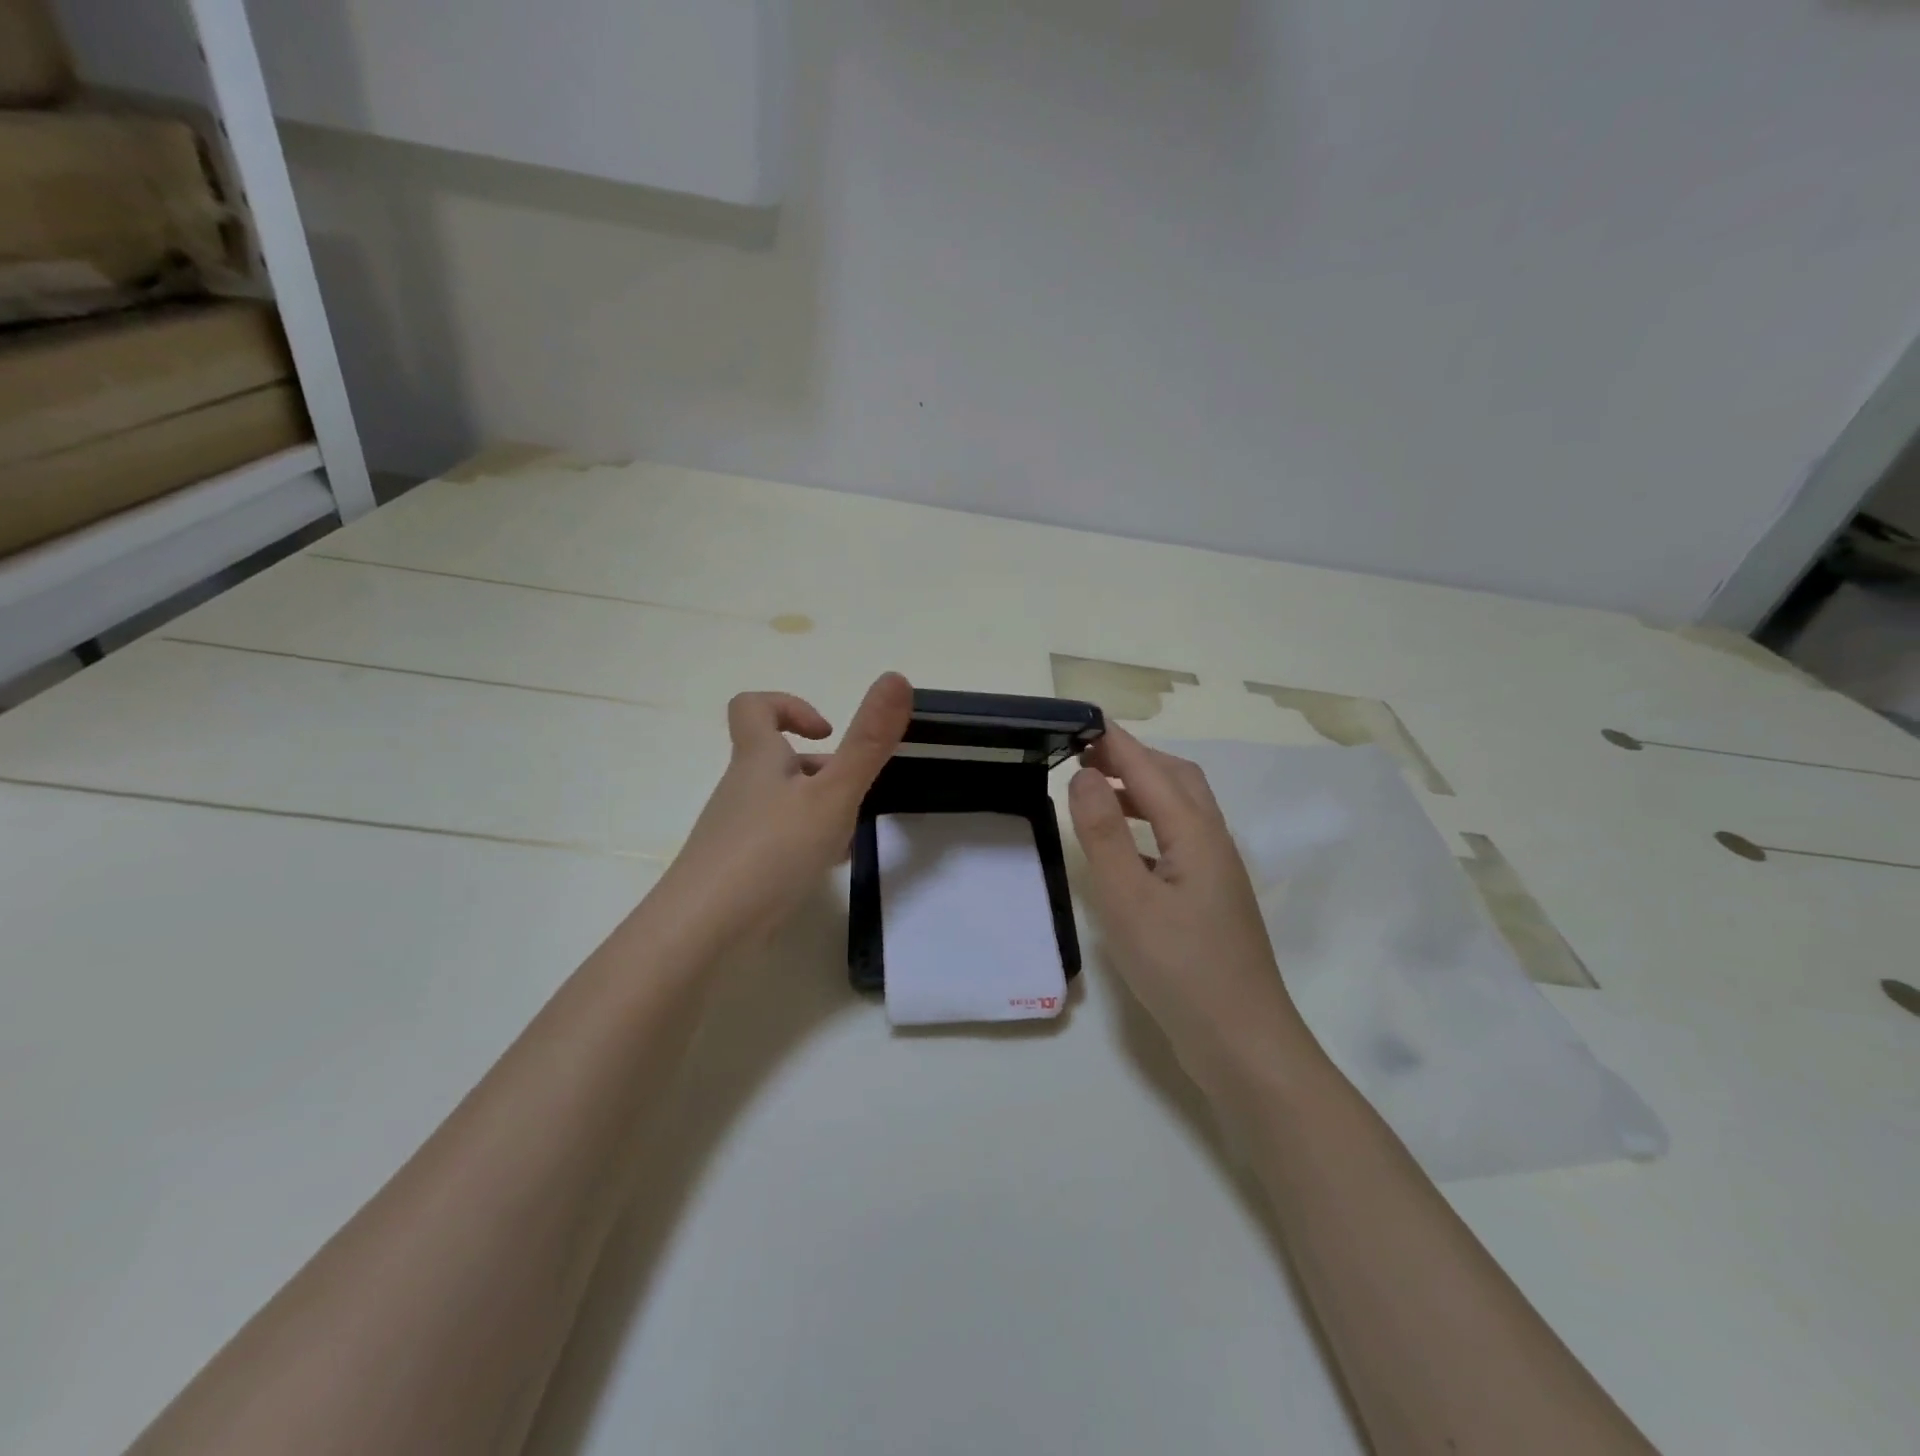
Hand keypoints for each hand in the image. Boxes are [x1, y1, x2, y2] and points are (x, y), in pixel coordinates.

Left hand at [649, 673, 912, 956]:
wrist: (701, 932)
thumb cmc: (769, 852)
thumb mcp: (831, 795)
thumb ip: (867, 742)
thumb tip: (896, 677)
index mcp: (758, 760)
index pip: (754, 707)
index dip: (790, 705)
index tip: (825, 732)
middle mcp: (742, 789)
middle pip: (777, 760)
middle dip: (821, 770)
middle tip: (853, 793)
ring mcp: (735, 831)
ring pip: (782, 803)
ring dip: (818, 809)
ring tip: (848, 835)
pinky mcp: (737, 869)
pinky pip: (776, 841)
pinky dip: (805, 844)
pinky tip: (826, 869)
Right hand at [1068, 725, 1311, 1093]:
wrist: (1242, 1043)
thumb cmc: (1181, 969)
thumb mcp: (1129, 900)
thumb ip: (1104, 835)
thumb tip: (1086, 775)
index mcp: (1196, 834)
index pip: (1150, 769)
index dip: (1116, 742)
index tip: (1080, 720)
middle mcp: (1212, 842)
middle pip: (1176, 779)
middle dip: (1132, 757)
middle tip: (1085, 754)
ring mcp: (1215, 871)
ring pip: (1180, 809)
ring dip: (1141, 788)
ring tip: (1097, 789)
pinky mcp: (1209, 898)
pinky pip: (1177, 839)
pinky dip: (1147, 824)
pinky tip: (1124, 847)